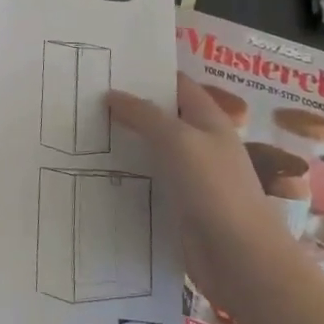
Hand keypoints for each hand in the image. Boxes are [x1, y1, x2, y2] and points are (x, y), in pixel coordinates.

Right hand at [107, 75, 300, 319]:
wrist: (241, 259)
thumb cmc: (214, 188)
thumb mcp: (177, 139)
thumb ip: (144, 114)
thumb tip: (111, 94)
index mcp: (208, 120)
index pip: (176, 84)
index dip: (148, 72)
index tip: (110, 64)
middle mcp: (200, 143)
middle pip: (161, 116)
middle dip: (128, 106)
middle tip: (85, 95)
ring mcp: (190, 177)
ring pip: (151, 150)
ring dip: (124, 141)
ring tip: (82, 130)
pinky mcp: (178, 206)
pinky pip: (149, 181)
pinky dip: (127, 174)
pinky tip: (96, 171)